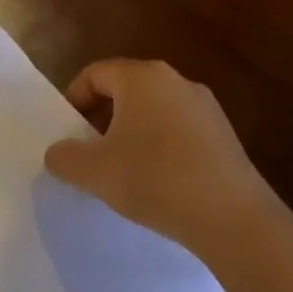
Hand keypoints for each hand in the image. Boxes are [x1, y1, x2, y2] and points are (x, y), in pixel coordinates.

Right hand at [45, 59, 278, 252]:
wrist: (232, 218)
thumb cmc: (155, 180)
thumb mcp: (93, 172)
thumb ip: (64, 158)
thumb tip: (59, 153)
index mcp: (142, 78)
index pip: (95, 73)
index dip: (73, 99)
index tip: (68, 133)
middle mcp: (176, 81)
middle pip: (125, 89)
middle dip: (101, 117)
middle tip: (90, 152)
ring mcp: (205, 106)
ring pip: (153, 110)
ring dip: (130, 133)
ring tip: (123, 170)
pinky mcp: (224, 134)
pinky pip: (178, 129)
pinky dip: (159, 146)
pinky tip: (158, 182)